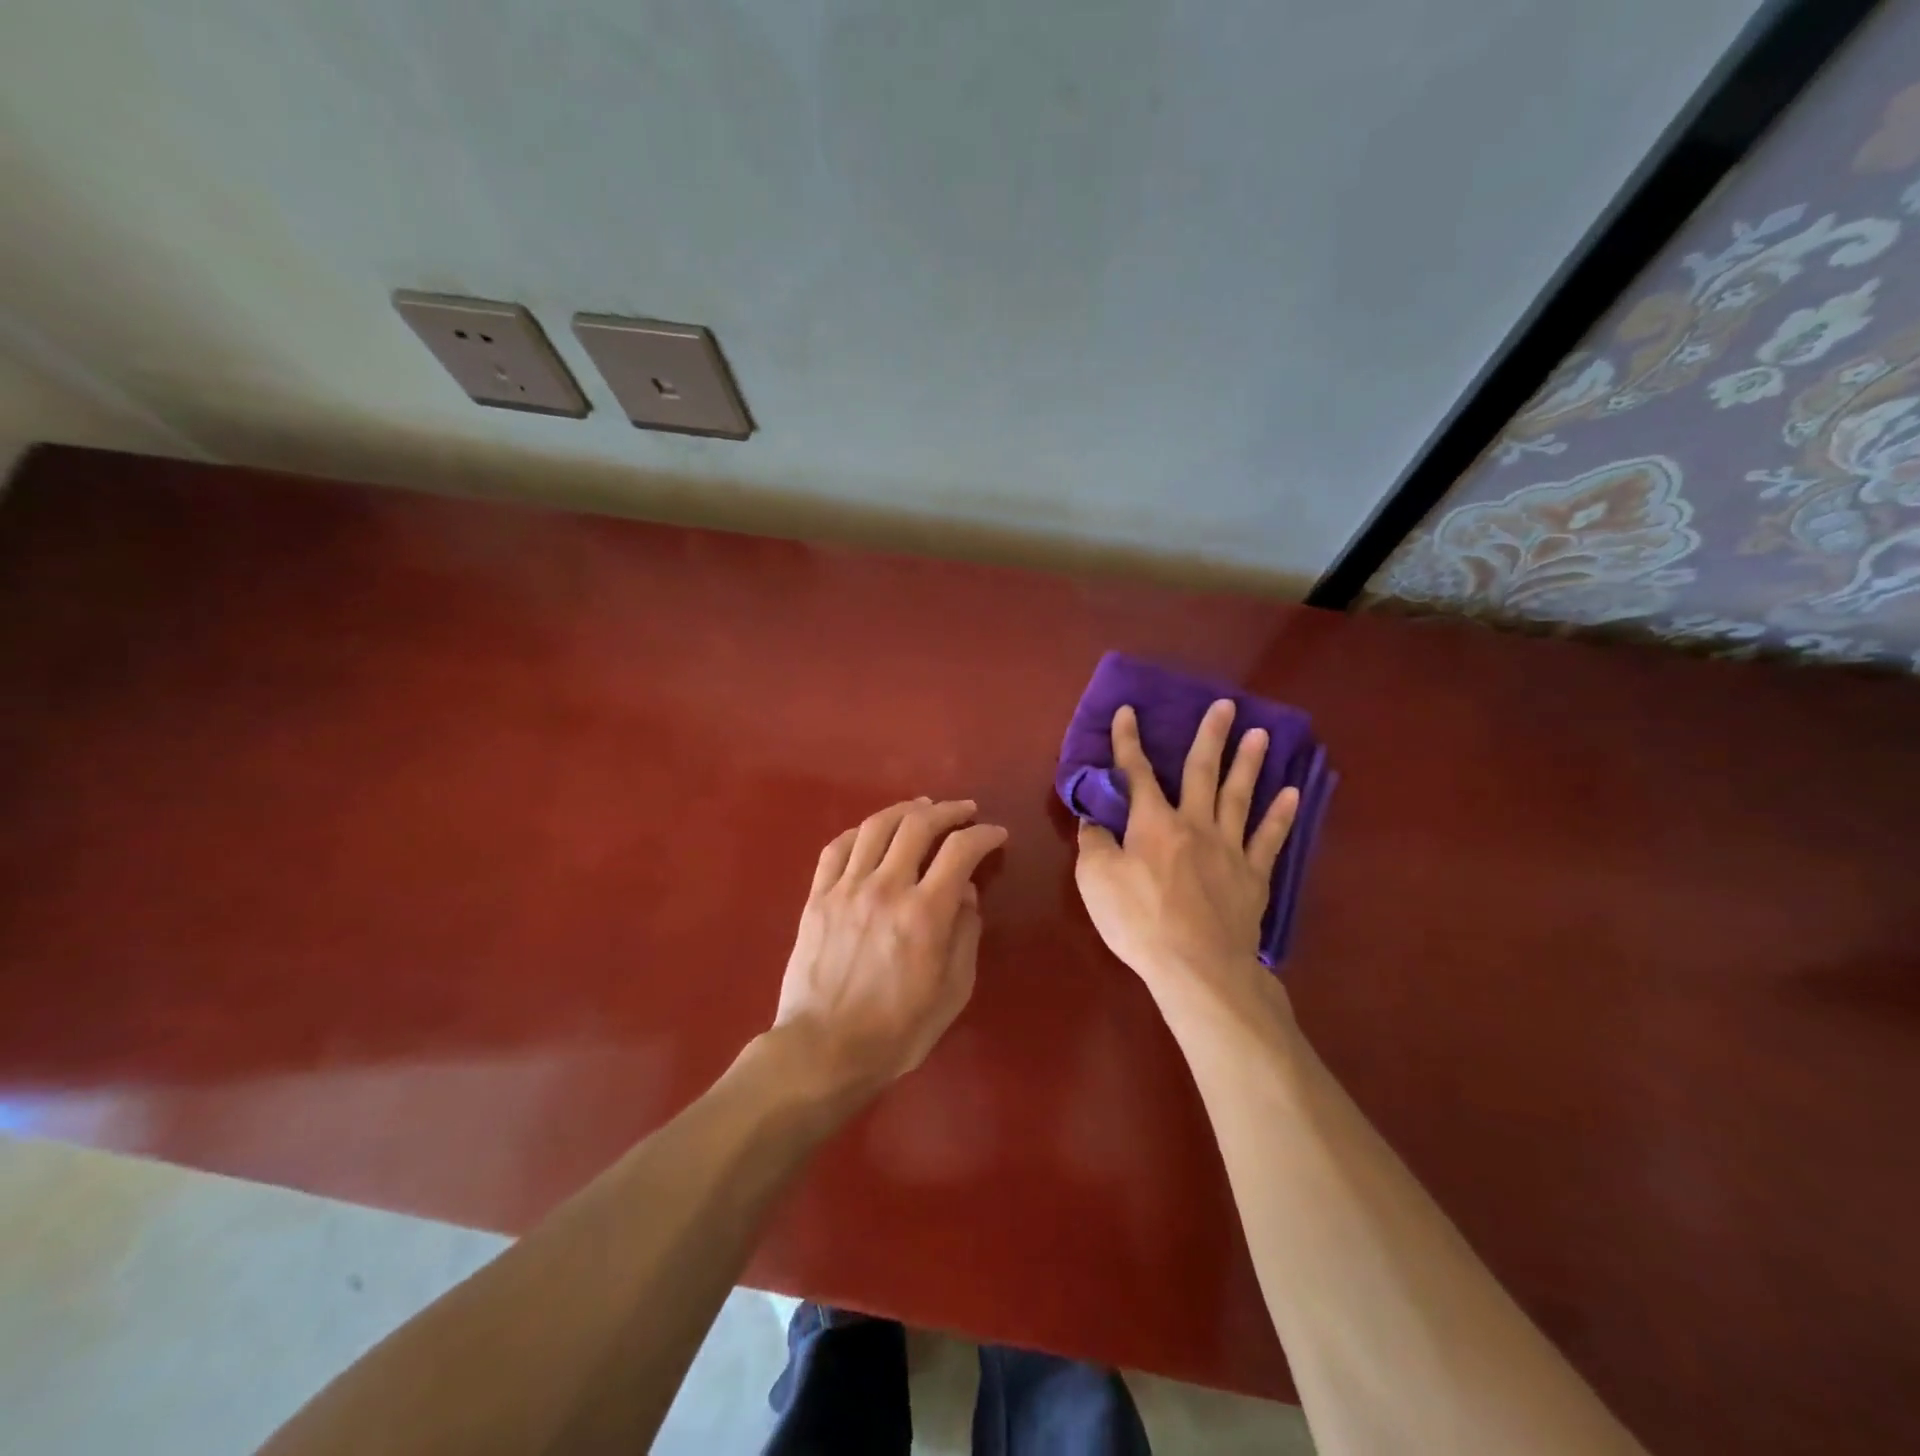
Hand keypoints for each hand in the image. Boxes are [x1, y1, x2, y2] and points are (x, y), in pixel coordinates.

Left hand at [774, 798, 1007, 1099]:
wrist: (823, 1051)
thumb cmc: (897, 1031)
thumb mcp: (952, 992)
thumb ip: (965, 935)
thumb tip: (964, 891)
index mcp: (924, 913)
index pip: (961, 850)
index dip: (984, 835)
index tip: (996, 834)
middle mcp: (885, 888)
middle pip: (918, 825)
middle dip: (948, 811)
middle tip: (965, 811)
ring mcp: (846, 889)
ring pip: (876, 827)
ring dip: (905, 810)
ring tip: (922, 808)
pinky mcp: (817, 897)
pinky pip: (838, 848)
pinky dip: (861, 831)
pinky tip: (873, 832)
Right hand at [1074, 701, 1297, 1013]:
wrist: (1197, 966)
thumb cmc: (1139, 921)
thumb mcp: (1096, 880)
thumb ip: (1095, 843)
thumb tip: (1093, 820)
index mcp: (1153, 823)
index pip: (1137, 773)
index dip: (1129, 741)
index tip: (1129, 710)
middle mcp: (1194, 825)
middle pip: (1203, 772)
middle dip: (1210, 736)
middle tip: (1226, 704)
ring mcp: (1229, 849)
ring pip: (1240, 796)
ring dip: (1250, 763)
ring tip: (1261, 734)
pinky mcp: (1252, 876)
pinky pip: (1269, 839)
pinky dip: (1280, 815)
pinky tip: (1291, 794)